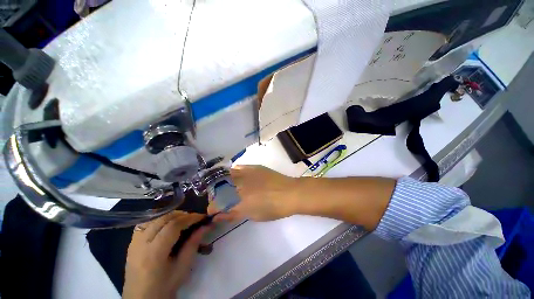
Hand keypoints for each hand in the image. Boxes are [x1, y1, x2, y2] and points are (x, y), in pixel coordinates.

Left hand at [122, 212, 209, 298]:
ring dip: (171, 215)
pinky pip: (146, 223)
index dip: (190, 218)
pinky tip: (167, 224)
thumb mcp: (183, 267)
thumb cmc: (165, 286)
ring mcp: (134, 242)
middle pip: (164, 218)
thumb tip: (207, 226)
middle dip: (182, 215)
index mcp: (154, 253)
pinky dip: (159, 219)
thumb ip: (194, 244)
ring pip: (155, 218)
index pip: (173, 226)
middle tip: (194, 218)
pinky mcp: (132, 242)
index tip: (202, 217)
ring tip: (182, 220)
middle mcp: (141, 243)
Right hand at [210, 165, 299, 221]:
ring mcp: (245, 173)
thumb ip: (234, 215)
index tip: (214, 212)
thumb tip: (219, 216)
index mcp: (238, 201)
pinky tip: (234, 176)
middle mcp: (238, 185)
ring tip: (225, 188)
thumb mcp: (253, 216)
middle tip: (221, 200)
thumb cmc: (273, 209)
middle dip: (215, 196)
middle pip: (217, 189)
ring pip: (225, 176)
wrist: (290, 192)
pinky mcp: (253, 167)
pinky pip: (237, 167)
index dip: (212, 209)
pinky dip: (232, 172)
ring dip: (221, 183)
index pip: (216, 205)